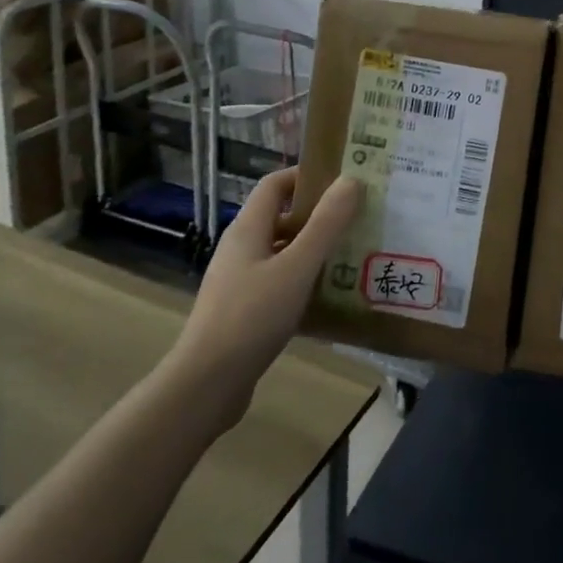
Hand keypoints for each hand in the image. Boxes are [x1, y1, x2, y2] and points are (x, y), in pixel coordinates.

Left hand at [174, 167, 360, 427]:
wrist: (205, 386)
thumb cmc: (252, 317)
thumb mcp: (297, 267)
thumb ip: (326, 224)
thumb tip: (351, 180)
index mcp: (248, 228)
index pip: (275, 184)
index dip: (307, 176)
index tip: (342, 181)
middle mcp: (241, 248)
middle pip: (281, 217)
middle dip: (318, 215)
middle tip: (357, 218)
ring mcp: (239, 281)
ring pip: (282, 252)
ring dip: (313, 250)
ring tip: (351, 255)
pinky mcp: (242, 311)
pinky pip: (278, 282)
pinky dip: (302, 281)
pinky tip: (327, 296)